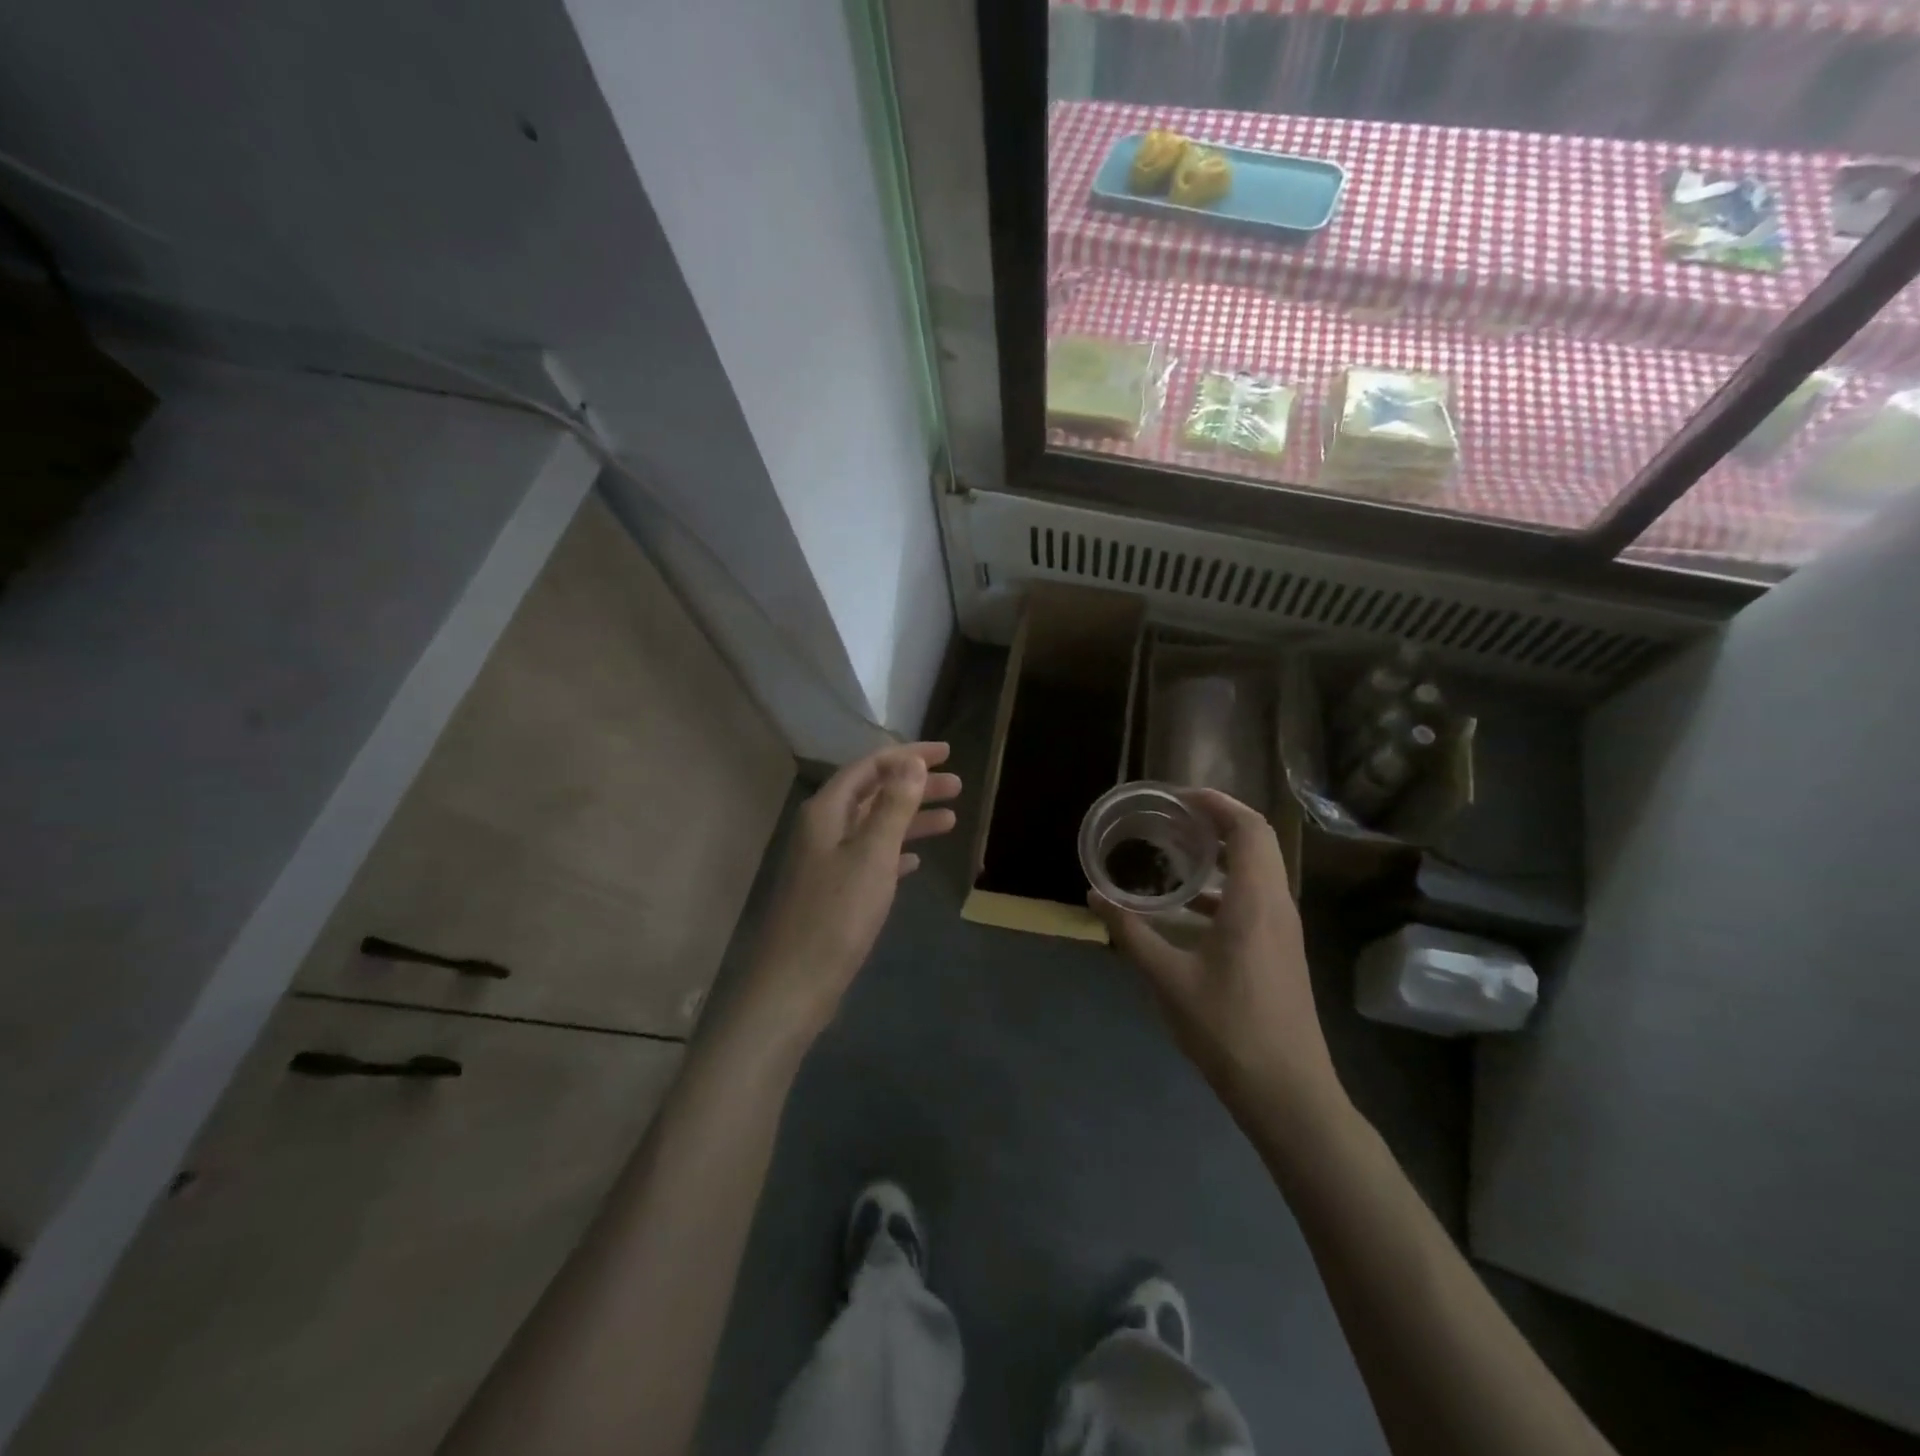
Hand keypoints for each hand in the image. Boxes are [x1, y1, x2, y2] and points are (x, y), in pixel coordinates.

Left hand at [744, 742, 960, 1037]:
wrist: (796, 983)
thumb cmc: (837, 914)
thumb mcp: (872, 854)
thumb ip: (894, 806)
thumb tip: (912, 761)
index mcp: (827, 812)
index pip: (870, 767)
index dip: (908, 756)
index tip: (947, 754)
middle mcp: (823, 829)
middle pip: (874, 794)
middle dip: (915, 787)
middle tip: (957, 786)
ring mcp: (826, 861)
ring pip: (874, 827)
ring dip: (910, 820)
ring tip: (951, 819)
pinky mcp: (833, 891)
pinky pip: (870, 858)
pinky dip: (895, 852)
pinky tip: (917, 859)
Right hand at [1090, 789, 1343, 1122]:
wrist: (1287, 1091)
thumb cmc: (1227, 1028)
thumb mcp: (1167, 979)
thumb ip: (1130, 933)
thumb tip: (1093, 896)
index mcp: (1255, 901)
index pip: (1248, 828)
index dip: (1217, 802)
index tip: (1178, 796)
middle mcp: (1276, 905)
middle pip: (1257, 842)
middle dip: (1217, 820)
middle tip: (1173, 816)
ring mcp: (1283, 929)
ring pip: (1259, 870)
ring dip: (1222, 853)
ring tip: (1176, 850)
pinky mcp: (1280, 950)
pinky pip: (1256, 897)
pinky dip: (1225, 886)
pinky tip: (1188, 907)